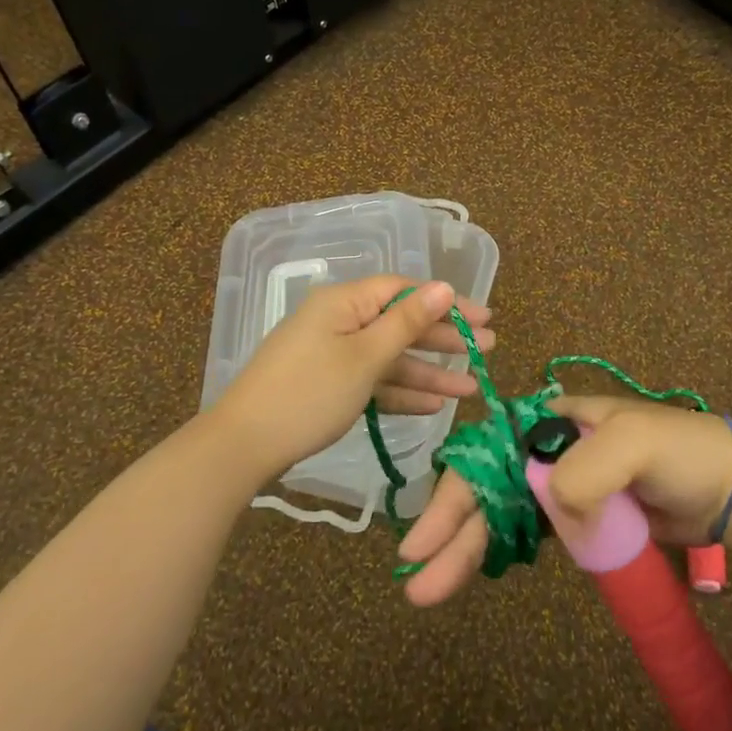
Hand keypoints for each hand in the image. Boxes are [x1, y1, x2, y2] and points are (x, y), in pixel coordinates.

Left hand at [209, 276, 493, 480]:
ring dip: (428, 372)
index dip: (447, 302)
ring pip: (389, 357)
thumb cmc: (310, 393)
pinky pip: (372, 380)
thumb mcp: (365, 357)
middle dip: (444, 339)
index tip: (484, 318)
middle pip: (400, 323)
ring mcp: (332, 354)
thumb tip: (443, 286)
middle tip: (487, 350)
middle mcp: (339, 321)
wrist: (244, 445)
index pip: (405, 291)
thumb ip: (407, 322)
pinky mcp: (327, 385)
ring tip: (470, 388)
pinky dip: (400, 392)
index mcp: (345, 302)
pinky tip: (433, 406)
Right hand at [397, 395, 731, 605]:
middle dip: (450, 533)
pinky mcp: (580, 519)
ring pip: (501, 515)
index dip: (452, 494)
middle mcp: (546, 450)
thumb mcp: (632, 444)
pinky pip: (530, 533)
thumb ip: (585, 471)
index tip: (424, 539)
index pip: (486, 454)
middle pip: (485, 489)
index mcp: (550, 422)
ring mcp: (562, 487)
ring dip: (466, 549)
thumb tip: (552, 510)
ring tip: (431, 589)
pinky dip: (499, 550)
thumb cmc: (680, 452)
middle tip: (416, 584)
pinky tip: (475, 570)